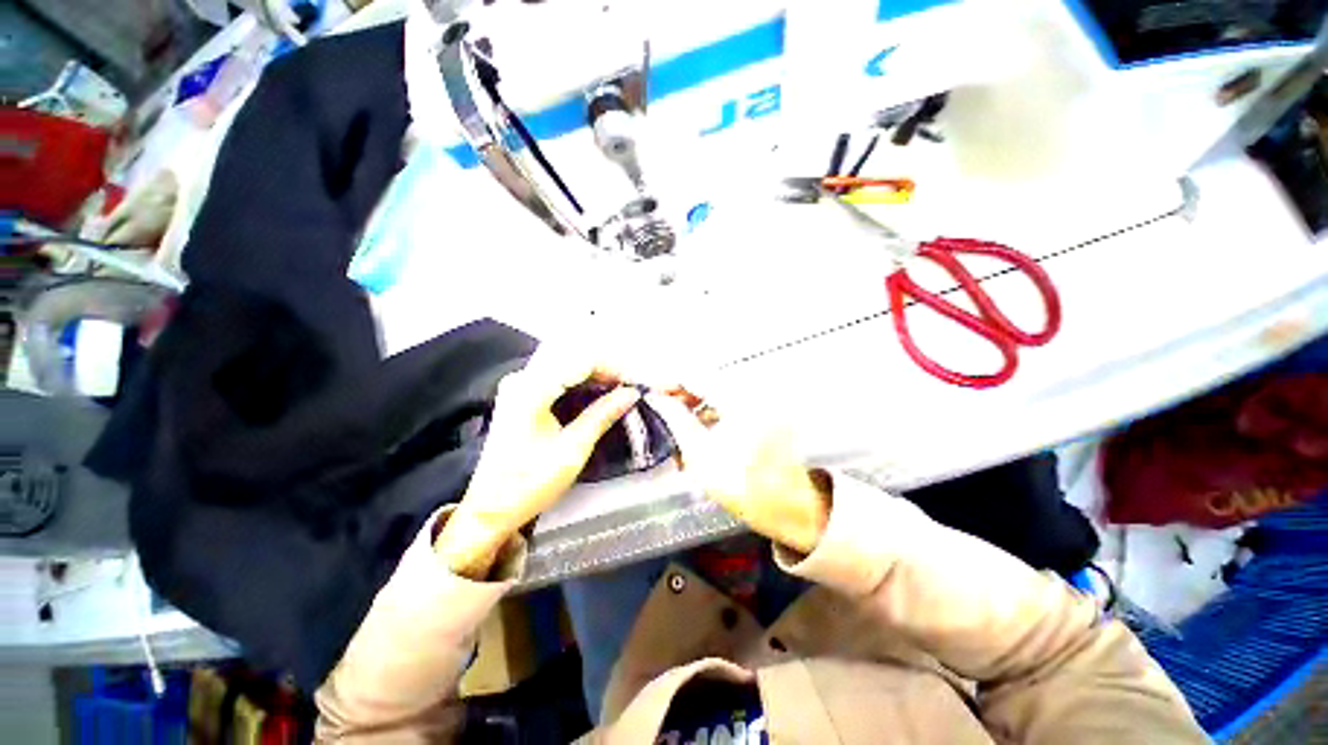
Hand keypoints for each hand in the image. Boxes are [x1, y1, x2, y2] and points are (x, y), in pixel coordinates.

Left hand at [436, 349, 640, 578]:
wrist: (490, 508)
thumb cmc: (530, 483)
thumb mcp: (573, 450)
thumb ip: (603, 415)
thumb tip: (632, 392)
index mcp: (532, 389)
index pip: (581, 361)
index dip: (613, 368)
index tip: (636, 383)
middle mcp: (523, 378)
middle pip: (573, 356)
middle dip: (606, 368)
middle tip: (629, 386)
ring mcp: (519, 384)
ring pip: (566, 363)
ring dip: (595, 373)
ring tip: (619, 389)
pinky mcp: (521, 393)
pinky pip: (557, 374)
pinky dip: (581, 380)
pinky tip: (597, 392)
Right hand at [649, 393, 829, 553]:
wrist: (789, 506)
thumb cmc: (745, 485)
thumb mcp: (700, 454)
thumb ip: (675, 420)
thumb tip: (657, 400)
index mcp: (738, 398)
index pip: (693, 375)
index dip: (668, 382)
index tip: (652, 393)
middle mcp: (751, 391)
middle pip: (705, 381)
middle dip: (680, 396)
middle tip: (662, 412)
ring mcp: (759, 400)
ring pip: (716, 393)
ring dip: (695, 407)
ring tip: (680, 429)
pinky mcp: (763, 410)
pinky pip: (729, 403)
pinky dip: (712, 413)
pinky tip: (701, 433)